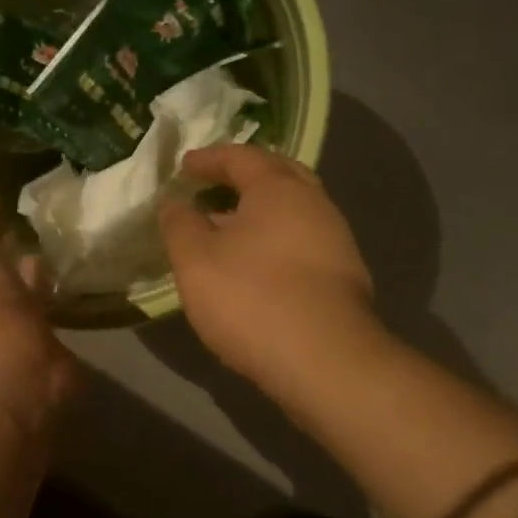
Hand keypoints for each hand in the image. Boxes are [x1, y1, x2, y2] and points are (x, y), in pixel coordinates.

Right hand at [158, 145, 384, 403]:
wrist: (325, 361)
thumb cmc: (252, 298)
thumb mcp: (196, 260)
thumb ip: (180, 224)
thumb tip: (174, 201)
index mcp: (279, 188)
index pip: (241, 157)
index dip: (208, 159)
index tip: (184, 167)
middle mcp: (315, 203)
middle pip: (277, 175)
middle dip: (243, 176)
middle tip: (213, 185)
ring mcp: (336, 239)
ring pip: (293, 210)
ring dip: (260, 211)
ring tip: (228, 227)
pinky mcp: (343, 275)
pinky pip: (302, 240)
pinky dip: (275, 238)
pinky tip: (257, 263)